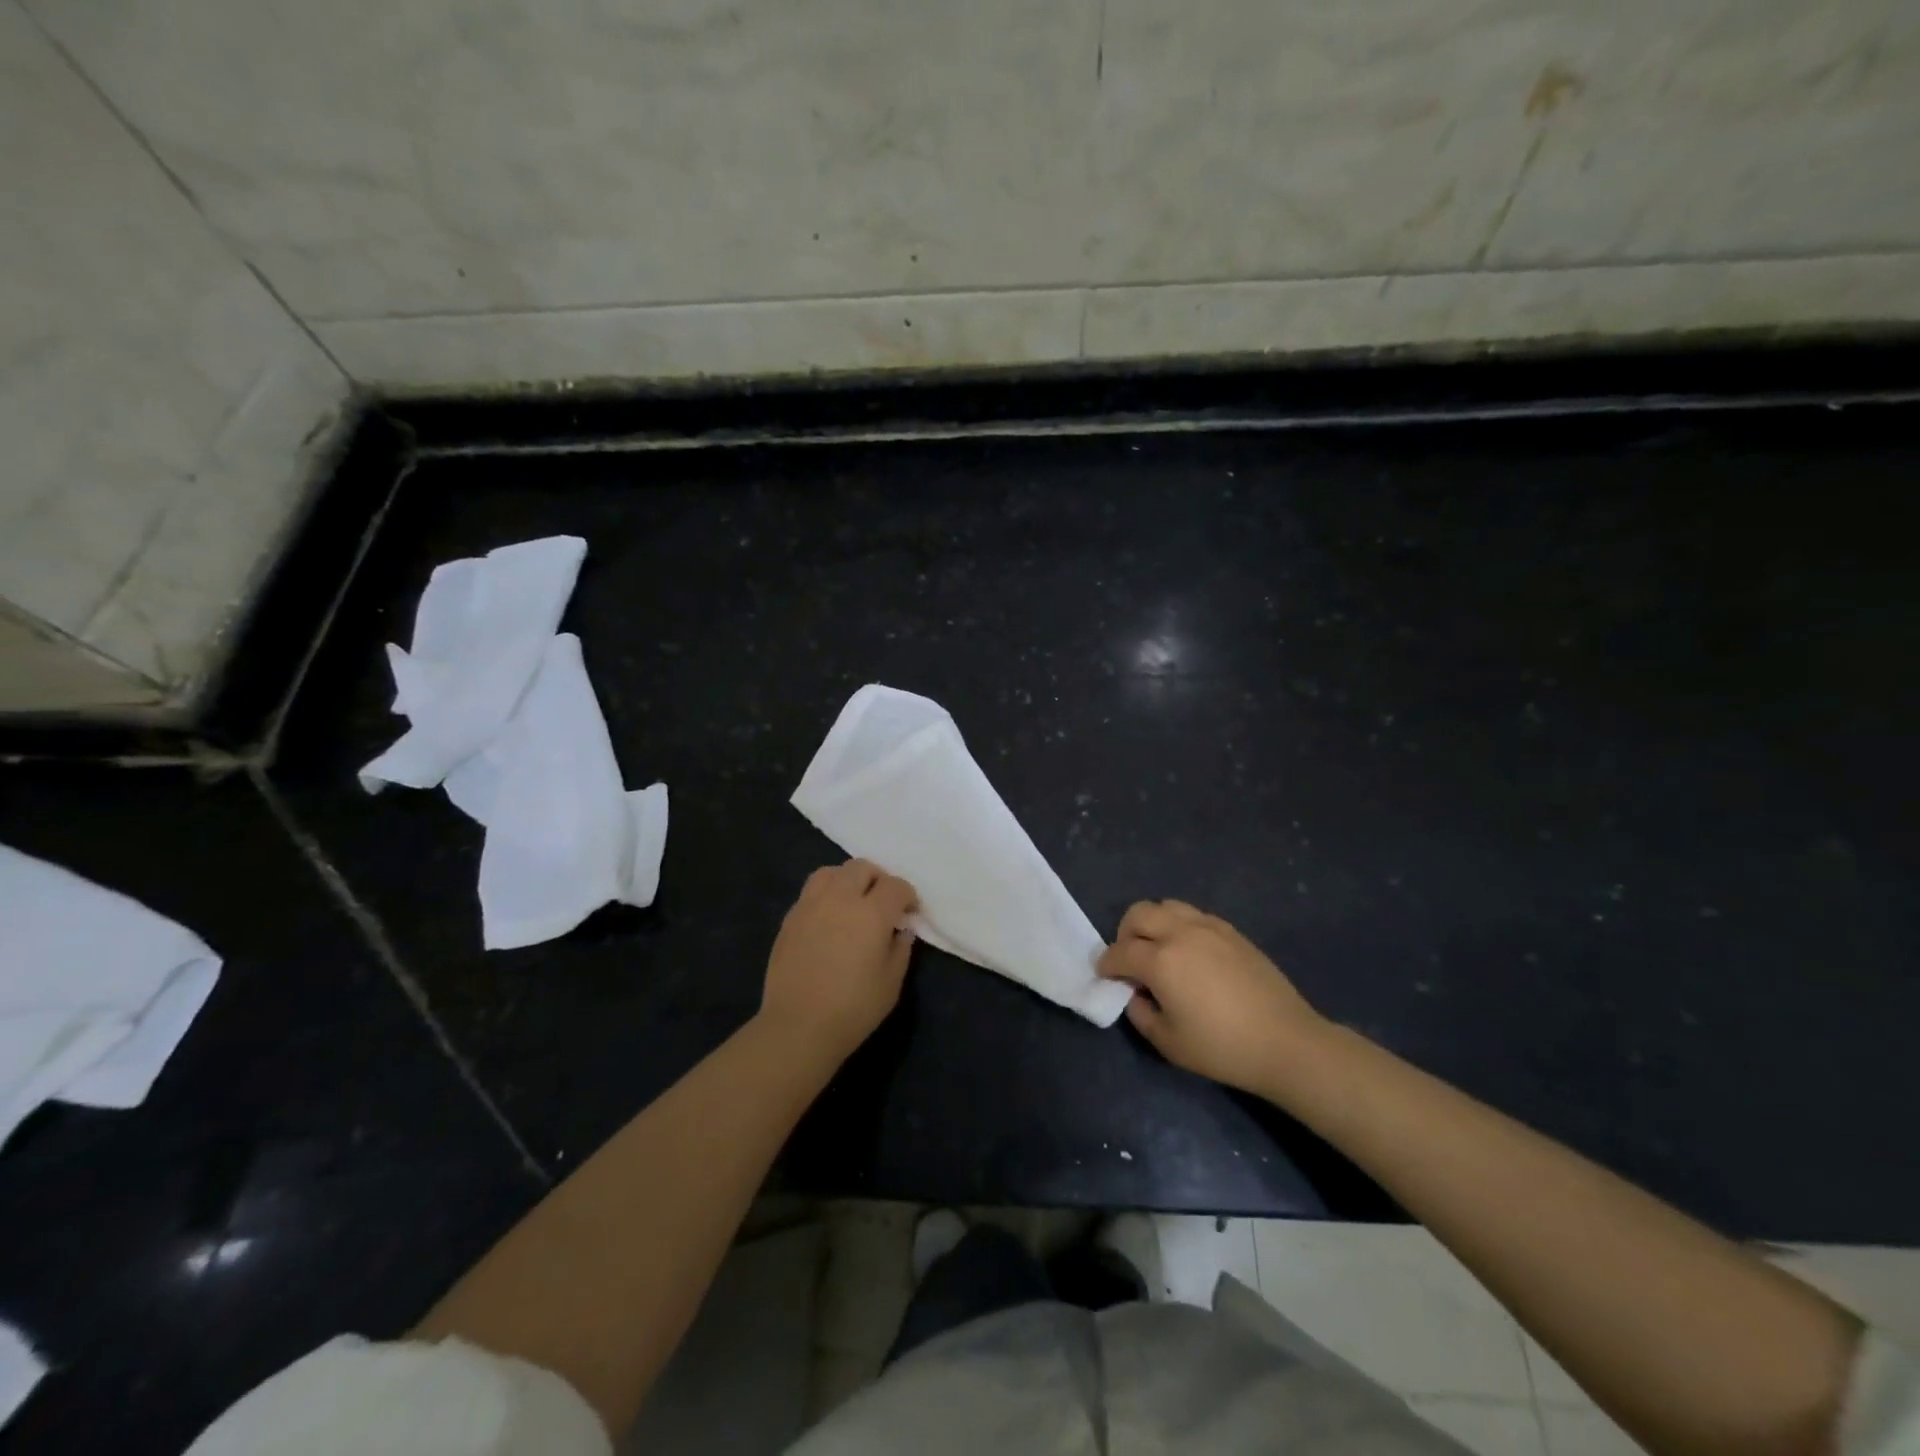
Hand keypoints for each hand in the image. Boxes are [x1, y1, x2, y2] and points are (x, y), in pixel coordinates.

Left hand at [760, 859, 918, 1061]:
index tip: (909, 912)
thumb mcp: (891, 983)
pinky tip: (828, 919)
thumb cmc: (853, 1008)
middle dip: (878, 879)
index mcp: (871, 913)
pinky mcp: (790, 918)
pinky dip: (825, 895)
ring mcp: (810, 905)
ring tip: (852, 902)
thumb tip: (901, 930)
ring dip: (847, 880)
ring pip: (831, 872)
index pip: (896, 886)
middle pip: (862, 868)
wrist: (798, 1027)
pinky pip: (810, 892)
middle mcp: (840, 899)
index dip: (907, 895)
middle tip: (882, 903)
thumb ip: (900, 949)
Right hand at [1097, 900, 1322, 1094]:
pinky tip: (1189, 952)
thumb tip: (1136, 994)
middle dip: (1125, 934)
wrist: (1286, 1042)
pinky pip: (1193, 915)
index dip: (1107, 964)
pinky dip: (1179, 926)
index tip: (1105, 975)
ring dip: (1152, 924)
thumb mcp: (1169, 1042)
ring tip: (1158, 950)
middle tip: (1129, 959)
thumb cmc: (1222, 1047)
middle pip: (1138, 914)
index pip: (1120, 952)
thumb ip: (1141, 1014)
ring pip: (1166, 906)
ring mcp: (1209, 927)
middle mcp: (1180, 933)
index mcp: (1160, 960)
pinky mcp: (1231, 931)